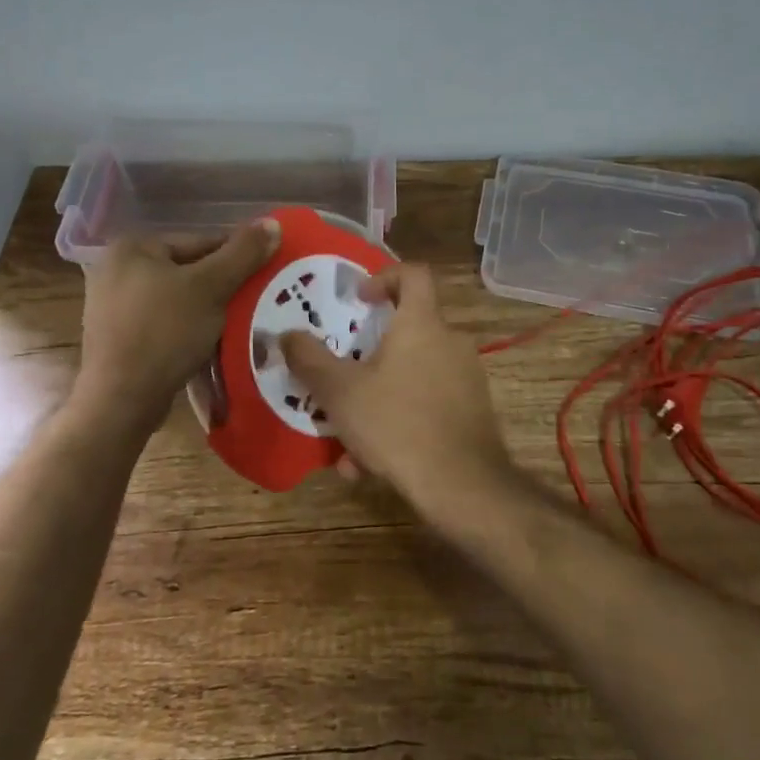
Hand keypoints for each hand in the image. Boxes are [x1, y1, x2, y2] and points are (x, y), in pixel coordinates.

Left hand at [75, 221, 280, 429]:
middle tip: (256, 302)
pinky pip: (164, 323)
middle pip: (188, 270)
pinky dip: (188, 329)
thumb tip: (274, 222)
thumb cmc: (165, 332)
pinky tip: (210, 344)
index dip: (237, 258)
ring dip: (208, 310)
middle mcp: (116, 269)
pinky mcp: (117, 337)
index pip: (201, 242)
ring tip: (238, 325)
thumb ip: (243, 253)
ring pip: (178, 299)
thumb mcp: (211, 287)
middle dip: (222, 287)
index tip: (265, 275)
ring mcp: (113, 305)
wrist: (121, 401)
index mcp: (133, 247)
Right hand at [279, 265, 517, 515]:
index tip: (359, 300)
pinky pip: (427, 405)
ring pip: (412, 376)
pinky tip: (371, 465)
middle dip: (370, 355)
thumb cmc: (397, 424)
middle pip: (408, 331)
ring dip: (378, 399)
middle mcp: (450, 342)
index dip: (384, 276)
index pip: (413, 274)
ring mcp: (466, 377)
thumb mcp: (340, 392)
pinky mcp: (473, 411)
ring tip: (346, 441)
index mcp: (422, 324)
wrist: (462, 486)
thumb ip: (309, 359)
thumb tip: (286, 335)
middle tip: (342, 376)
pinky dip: (399, 423)